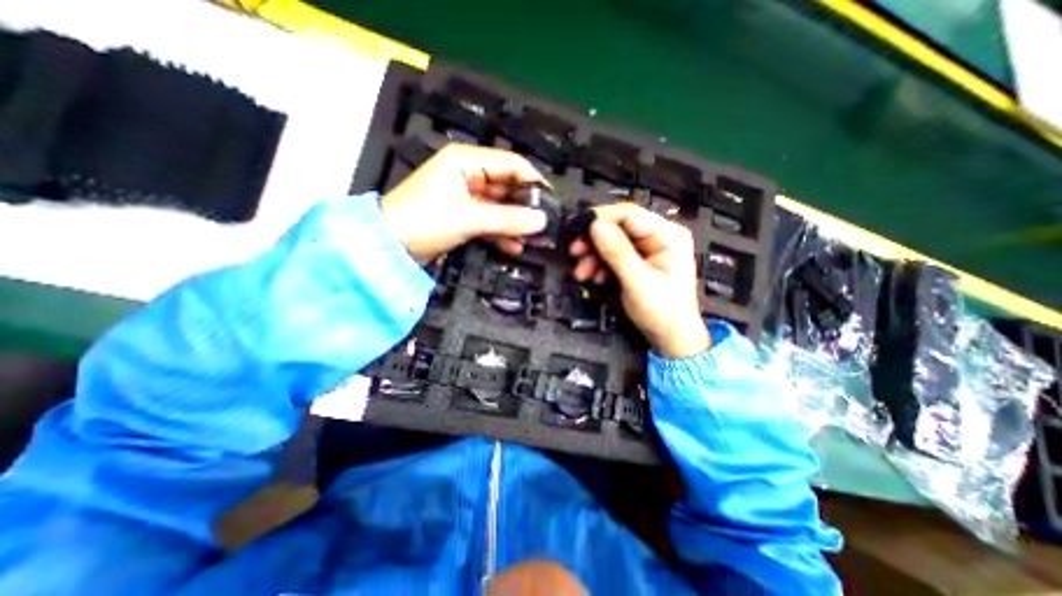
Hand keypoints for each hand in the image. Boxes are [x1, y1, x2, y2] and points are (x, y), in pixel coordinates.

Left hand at [379, 143, 546, 259]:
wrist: (389, 248)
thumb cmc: (422, 222)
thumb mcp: (468, 218)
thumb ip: (507, 218)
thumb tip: (541, 221)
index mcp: (466, 161)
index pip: (511, 164)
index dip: (534, 182)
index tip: (552, 203)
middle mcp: (468, 174)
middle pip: (508, 187)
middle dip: (527, 207)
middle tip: (546, 226)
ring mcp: (466, 197)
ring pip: (501, 206)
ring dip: (517, 223)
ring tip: (536, 240)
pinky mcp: (463, 216)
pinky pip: (490, 221)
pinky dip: (503, 233)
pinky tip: (516, 247)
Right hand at [569, 203, 707, 358]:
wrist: (670, 337)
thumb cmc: (664, 312)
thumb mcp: (639, 282)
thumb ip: (618, 253)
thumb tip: (596, 226)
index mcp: (668, 235)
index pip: (630, 215)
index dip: (602, 218)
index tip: (579, 228)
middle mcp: (657, 237)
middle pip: (618, 227)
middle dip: (594, 240)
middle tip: (575, 251)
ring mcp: (645, 250)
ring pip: (611, 242)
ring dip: (593, 255)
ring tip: (582, 272)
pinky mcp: (635, 261)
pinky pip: (611, 255)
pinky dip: (599, 265)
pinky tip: (594, 277)